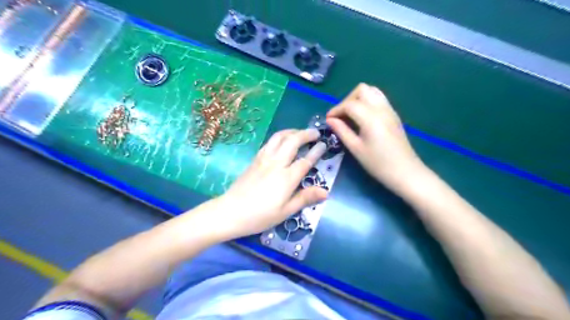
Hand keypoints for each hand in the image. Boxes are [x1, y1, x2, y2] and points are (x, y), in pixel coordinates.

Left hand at [211, 129, 326, 238]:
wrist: (231, 211)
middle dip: (306, 134)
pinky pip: (269, 142)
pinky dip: (279, 137)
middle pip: (293, 141)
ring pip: (279, 137)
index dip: (316, 152)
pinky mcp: (255, 159)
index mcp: (287, 178)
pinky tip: (282, 140)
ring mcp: (264, 159)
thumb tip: (326, 191)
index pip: (305, 161)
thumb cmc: (260, 215)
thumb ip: (305, 198)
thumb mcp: (285, 211)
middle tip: (316, 133)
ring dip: (292, 131)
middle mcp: (276, 163)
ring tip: (300, 132)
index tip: (324, 144)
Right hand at [328, 84, 424, 191]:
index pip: (349, 104)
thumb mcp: (356, 149)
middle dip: (347, 100)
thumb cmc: (378, 164)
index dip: (336, 110)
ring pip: (372, 91)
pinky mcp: (393, 115)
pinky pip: (379, 99)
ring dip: (358, 99)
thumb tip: (330, 120)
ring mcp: (390, 110)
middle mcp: (381, 108)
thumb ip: (342, 131)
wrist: (405, 172)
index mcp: (371, 117)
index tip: (328, 120)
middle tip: (341, 117)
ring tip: (350, 115)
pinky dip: (367, 102)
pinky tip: (362, 118)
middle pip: (362, 90)